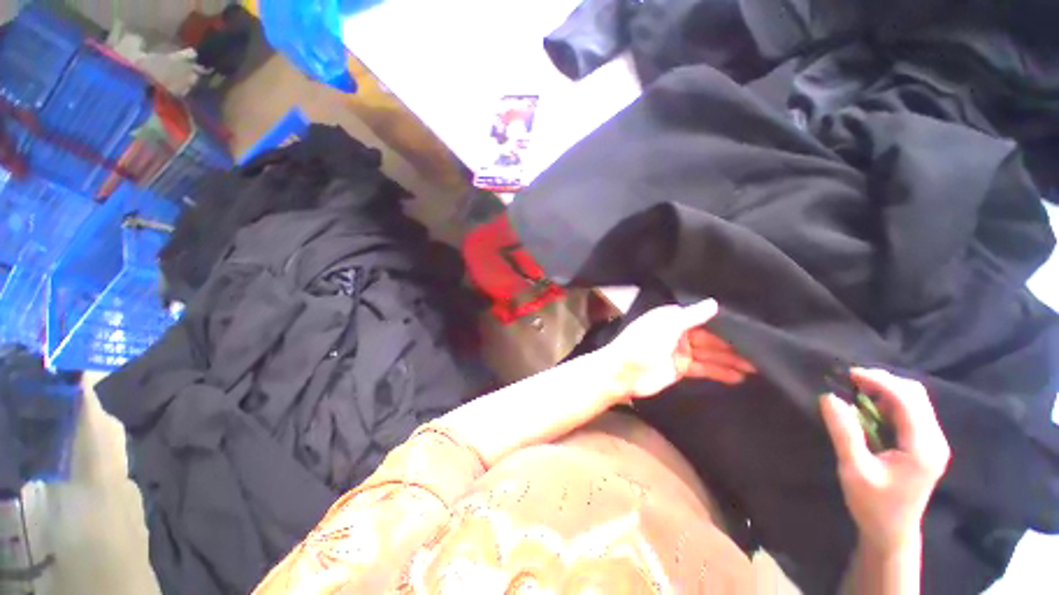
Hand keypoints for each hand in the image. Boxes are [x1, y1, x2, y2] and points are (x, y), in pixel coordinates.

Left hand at [601, 299, 755, 398]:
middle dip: (733, 344)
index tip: (751, 326)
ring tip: (759, 366)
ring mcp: (680, 351)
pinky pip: (704, 368)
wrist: (623, 373)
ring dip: (731, 360)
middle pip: (711, 337)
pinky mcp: (680, 368)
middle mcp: (679, 332)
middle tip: (763, 350)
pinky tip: (739, 376)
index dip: (725, 323)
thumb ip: (691, 316)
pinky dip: (720, 372)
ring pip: (710, 354)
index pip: (704, 318)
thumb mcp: (666, 326)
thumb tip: (714, 303)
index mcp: (673, 318)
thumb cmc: (642, 344)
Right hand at [821, 368, 950, 552]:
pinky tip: (870, 408)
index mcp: (923, 447)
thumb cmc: (873, 505)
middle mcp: (935, 440)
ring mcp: (933, 443)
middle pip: (916, 395)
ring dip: (887, 391)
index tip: (849, 374)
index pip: (907, 400)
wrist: (892, 534)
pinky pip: (912, 413)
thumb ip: (844, 432)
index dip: (879, 382)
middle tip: (851, 380)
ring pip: (915, 401)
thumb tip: (829, 398)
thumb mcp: (854, 469)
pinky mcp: (926, 446)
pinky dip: (890, 403)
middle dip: (884, 382)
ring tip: (857, 391)